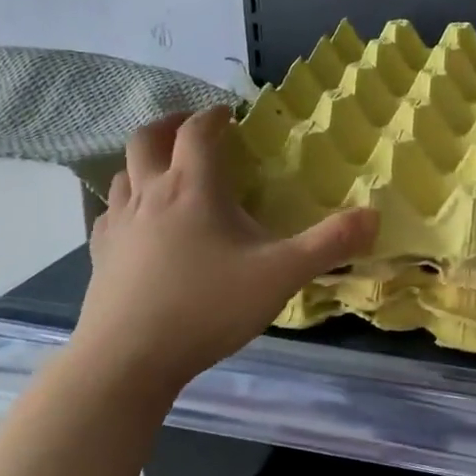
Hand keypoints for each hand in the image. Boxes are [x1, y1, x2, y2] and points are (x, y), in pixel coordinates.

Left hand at [74, 106, 377, 392]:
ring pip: (122, 174)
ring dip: (145, 162)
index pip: (197, 132)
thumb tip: (375, 215)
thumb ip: (331, 243)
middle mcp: (150, 195)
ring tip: (167, 172)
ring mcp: (119, 226)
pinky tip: (141, 225)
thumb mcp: (283, 275)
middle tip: (193, 128)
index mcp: (193, 188)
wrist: (127, 361)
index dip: (214, 116)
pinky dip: (126, 204)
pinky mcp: (100, 257)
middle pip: (147, 139)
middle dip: (170, 124)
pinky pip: (110, 214)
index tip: (230, 114)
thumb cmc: (208, 307)